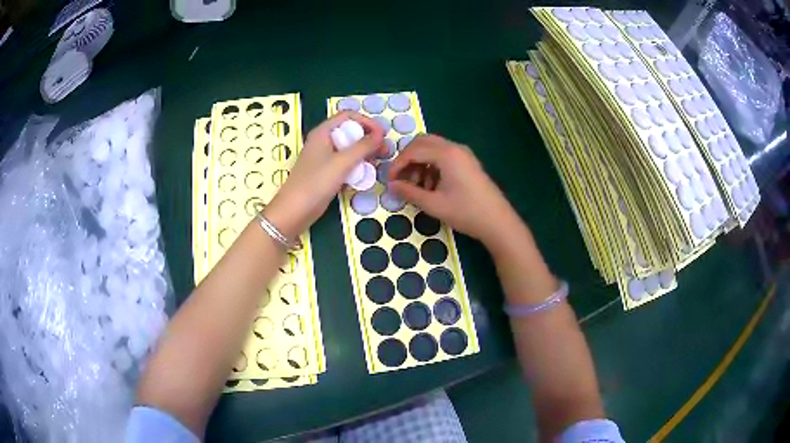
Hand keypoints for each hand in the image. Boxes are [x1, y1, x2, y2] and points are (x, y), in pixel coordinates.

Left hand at [264, 112, 385, 238]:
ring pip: (349, 149)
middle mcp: (324, 141)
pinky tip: (366, 176)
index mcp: (323, 132)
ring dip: (365, 154)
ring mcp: (325, 158)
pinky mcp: (327, 173)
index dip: (367, 122)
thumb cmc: (315, 183)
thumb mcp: (342, 162)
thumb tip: (380, 135)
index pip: (348, 116)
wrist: (294, 211)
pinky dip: (357, 166)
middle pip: (350, 132)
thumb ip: (363, 147)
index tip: (382, 135)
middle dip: (369, 139)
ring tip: (378, 164)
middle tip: (384, 151)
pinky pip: (345, 164)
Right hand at [388, 134, 517, 246]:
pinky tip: (432, 186)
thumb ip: (409, 192)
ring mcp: (463, 154)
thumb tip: (391, 186)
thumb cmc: (466, 212)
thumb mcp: (434, 204)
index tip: (390, 181)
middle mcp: (455, 148)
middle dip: (408, 159)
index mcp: (446, 154)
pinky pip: (444, 156)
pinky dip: (432, 165)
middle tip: (401, 179)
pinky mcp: (468, 162)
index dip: (398, 164)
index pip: (413, 150)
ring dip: (420, 162)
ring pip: (433, 148)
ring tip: (417, 187)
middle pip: (423, 142)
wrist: (498, 222)